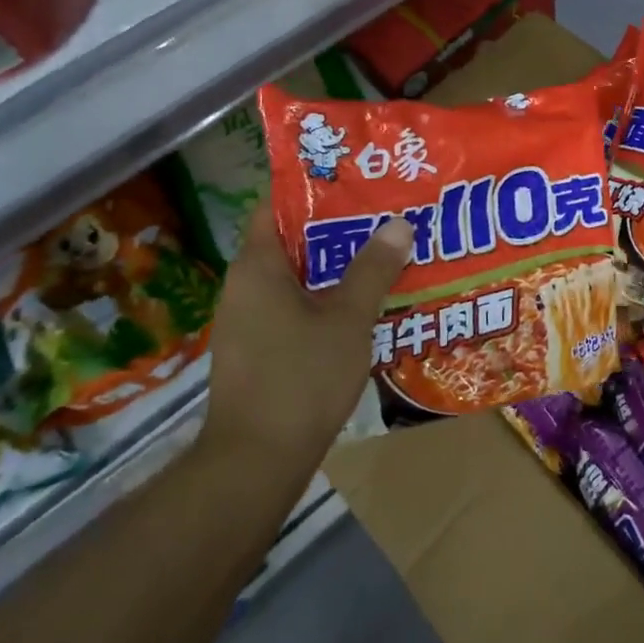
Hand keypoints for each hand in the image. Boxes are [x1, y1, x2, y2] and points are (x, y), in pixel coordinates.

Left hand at [203, 203, 412, 465]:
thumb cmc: (301, 377)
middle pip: (291, 241)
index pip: (275, 205)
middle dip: (337, 229)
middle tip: (384, 216)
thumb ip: (373, 269)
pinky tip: (363, 307)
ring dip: (335, 267)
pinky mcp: (258, 350)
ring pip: (296, 278)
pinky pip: (293, 308)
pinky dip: (325, 299)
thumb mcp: (348, 319)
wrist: (257, 462)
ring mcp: (248, 321)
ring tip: (383, 255)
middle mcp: (245, 287)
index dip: (313, 188)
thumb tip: (398, 223)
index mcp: (257, 266)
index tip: (356, 180)